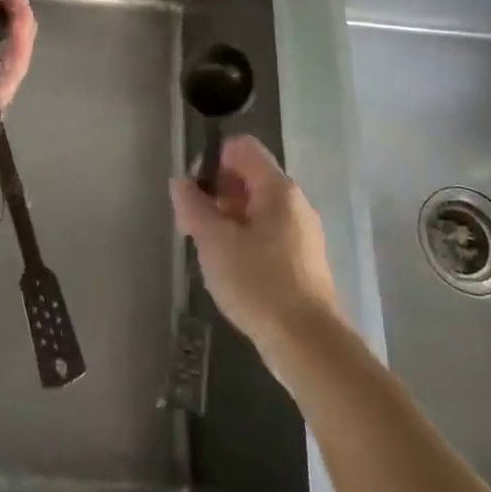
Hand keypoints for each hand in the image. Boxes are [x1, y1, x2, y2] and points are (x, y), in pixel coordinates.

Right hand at [171, 135, 342, 355]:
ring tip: (209, 251)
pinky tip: (232, 270)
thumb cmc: (258, 283)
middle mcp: (294, 203)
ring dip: (227, 219)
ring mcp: (302, 232)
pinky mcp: (303, 260)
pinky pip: (267, 233)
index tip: (193, 192)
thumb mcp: (214, 241)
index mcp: (277, 188)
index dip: (211, 159)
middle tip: (193, 226)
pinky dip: (244, 240)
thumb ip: (193, 206)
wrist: (309, 344)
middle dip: (215, 193)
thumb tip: (181, 182)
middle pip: (248, 176)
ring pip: (256, 208)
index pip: (242, 147)